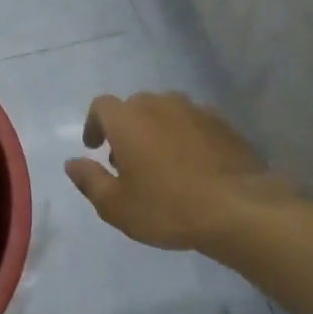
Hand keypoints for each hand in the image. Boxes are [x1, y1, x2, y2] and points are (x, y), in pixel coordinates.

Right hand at [65, 92, 290, 249]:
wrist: (240, 209)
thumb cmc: (167, 207)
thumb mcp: (116, 205)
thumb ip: (89, 180)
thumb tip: (72, 163)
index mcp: (128, 119)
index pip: (101, 106)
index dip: (94, 124)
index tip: (95, 148)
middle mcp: (160, 104)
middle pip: (134, 106)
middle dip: (125, 128)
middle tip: (126, 162)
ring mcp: (196, 111)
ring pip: (166, 112)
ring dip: (156, 130)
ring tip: (160, 164)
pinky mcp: (224, 124)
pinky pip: (193, 123)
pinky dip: (184, 137)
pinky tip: (191, 166)